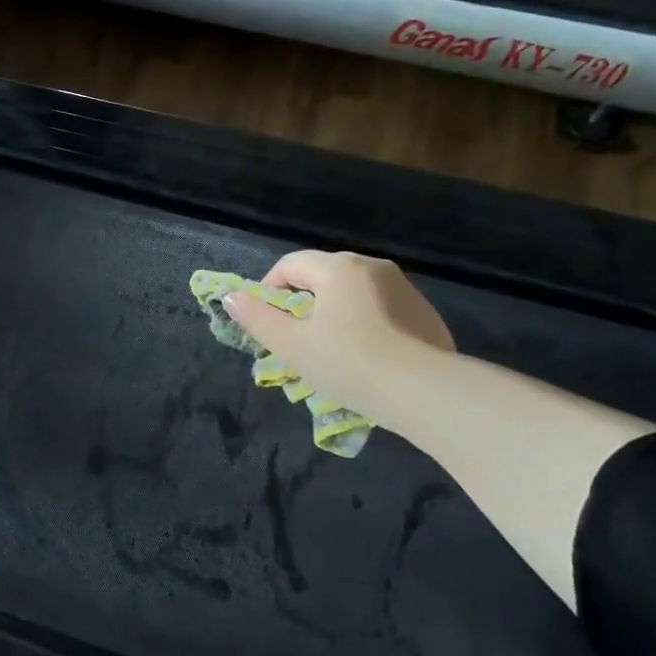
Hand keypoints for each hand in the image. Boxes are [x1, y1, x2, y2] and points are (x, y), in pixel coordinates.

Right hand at [224, 251, 454, 418]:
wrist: (425, 392)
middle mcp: (374, 267)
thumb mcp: (293, 345)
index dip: (268, 289)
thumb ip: (258, 318)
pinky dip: (364, 325)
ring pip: (354, 293)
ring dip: (333, 314)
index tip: (265, 322)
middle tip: (295, 340)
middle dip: (302, 303)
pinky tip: (366, 358)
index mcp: (339, 268)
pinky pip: (381, 310)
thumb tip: (230, 298)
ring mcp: (404, 289)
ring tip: (330, 352)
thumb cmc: (349, 363)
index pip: (290, 264)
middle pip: (323, 276)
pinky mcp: (425, 313)